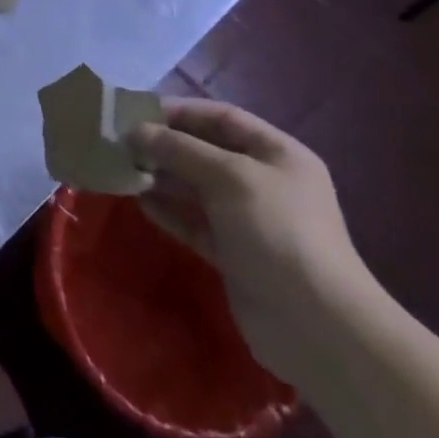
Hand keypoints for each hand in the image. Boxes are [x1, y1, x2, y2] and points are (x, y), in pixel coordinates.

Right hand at [129, 100, 376, 384]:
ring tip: (123, 169)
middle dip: (166, 144)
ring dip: (162, 176)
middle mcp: (264, 181)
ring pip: (196, 187)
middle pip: (206, 151)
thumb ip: (180, 149)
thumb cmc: (278, 232)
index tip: (137, 112)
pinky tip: (139, 201)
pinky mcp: (234, 253)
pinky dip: (168, 209)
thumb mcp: (229, 177)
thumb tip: (136, 131)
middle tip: (122, 142)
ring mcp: (249, 219)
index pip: (222, 117)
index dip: (180, 111)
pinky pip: (194, 221)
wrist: (316, 327)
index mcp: (277, 153)